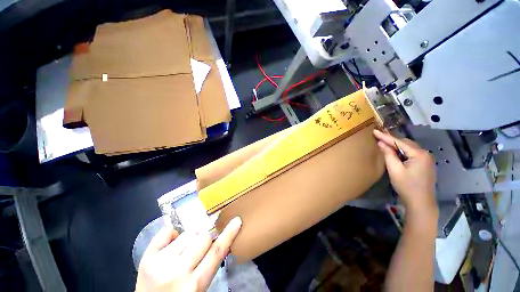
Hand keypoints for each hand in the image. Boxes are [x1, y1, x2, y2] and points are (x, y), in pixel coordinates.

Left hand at [135, 217, 241, 291]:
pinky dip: (173, 234)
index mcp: (194, 285)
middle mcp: (178, 272)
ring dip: (191, 237)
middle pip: (203, 238)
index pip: (217, 252)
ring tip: (184, 250)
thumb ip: (209, 265)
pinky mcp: (147, 258)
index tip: (236, 220)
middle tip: (202, 244)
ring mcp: (160, 264)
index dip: (229, 233)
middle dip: (206, 237)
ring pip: (188, 233)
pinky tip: (173, 244)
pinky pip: (167, 232)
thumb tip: (218, 239)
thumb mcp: (200, 288)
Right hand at [373, 130, 437, 216]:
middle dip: (392, 141)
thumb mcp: (395, 170)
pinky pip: (412, 153)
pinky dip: (402, 152)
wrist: (421, 202)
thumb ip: (388, 155)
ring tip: (385, 145)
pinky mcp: (425, 164)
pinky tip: (396, 154)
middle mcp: (425, 153)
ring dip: (397, 146)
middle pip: (406, 143)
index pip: (399, 142)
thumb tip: (381, 143)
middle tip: (378, 138)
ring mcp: (427, 159)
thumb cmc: (407, 186)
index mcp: (419, 154)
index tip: (375, 131)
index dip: (385, 137)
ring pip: (409, 148)